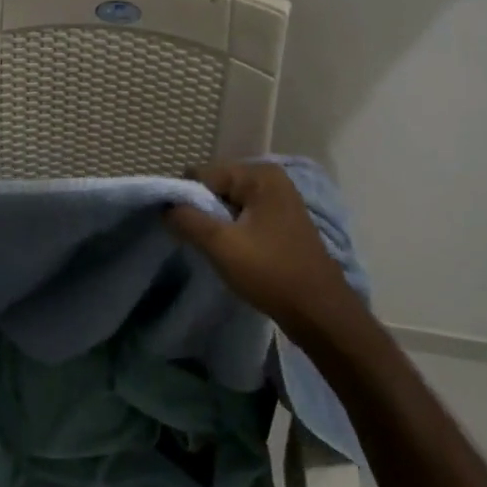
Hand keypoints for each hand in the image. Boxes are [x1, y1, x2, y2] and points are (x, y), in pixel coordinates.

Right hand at [166, 161, 358, 335]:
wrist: (320, 313)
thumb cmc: (271, 273)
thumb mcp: (221, 245)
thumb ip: (187, 219)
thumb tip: (165, 206)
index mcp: (259, 175)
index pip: (204, 174)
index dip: (186, 199)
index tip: (181, 228)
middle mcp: (272, 179)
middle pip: (217, 186)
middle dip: (202, 210)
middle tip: (197, 241)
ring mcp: (280, 200)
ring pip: (230, 204)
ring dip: (217, 224)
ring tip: (213, 249)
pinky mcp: (283, 222)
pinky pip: (245, 216)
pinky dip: (233, 231)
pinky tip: (232, 254)